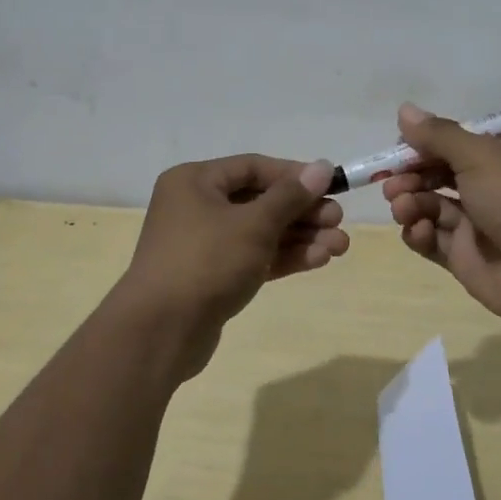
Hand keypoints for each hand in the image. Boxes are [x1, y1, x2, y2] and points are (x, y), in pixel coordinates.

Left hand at [118, 155, 347, 375]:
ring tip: (340, 246)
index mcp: (195, 181)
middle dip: (302, 212)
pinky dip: (283, 257)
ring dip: (299, 237)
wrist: (160, 332)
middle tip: (338, 221)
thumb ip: (290, 196)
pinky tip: (319, 260)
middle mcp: (196, 206)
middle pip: (259, 200)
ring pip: (259, 232)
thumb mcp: (253, 224)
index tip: (331, 186)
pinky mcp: (212, 277)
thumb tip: (322, 168)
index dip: (294, 175)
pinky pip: (253, 257)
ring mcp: (203, 244)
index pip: (253, 167)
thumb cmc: (205, 262)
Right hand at [382, 103, 500, 328]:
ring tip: (402, 207)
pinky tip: (417, 230)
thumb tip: (404, 110)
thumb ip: (439, 135)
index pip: (454, 142)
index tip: (397, 148)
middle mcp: (490, 187)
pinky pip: (432, 239)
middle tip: (390, 182)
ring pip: (430, 205)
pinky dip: (419, 233)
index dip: (423, 144)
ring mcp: (477, 224)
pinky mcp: (464, 257)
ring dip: (409, 202)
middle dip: (409, 175)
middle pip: (437, 174)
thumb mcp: (481, 156)